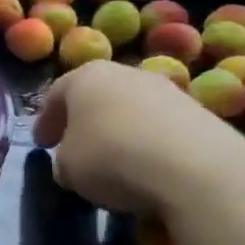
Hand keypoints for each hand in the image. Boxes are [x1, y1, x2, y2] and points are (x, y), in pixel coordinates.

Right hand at [31, 61, 244, 217]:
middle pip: (97, 96)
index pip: (56, 95)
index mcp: (86, 76)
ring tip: (117, 162)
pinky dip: (151, 143)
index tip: (42, 145)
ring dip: (120, 131)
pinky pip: (163, 128)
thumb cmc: (112, 158)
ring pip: (132, 109)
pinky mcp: (202, 114)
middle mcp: (126, 73)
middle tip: (76, 147)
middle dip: (84, 121)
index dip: (46, 122)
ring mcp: (168, 90)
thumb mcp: (68, 168)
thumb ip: (63, 161)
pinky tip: (150, 169)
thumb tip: (71, 165)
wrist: (198, 171)